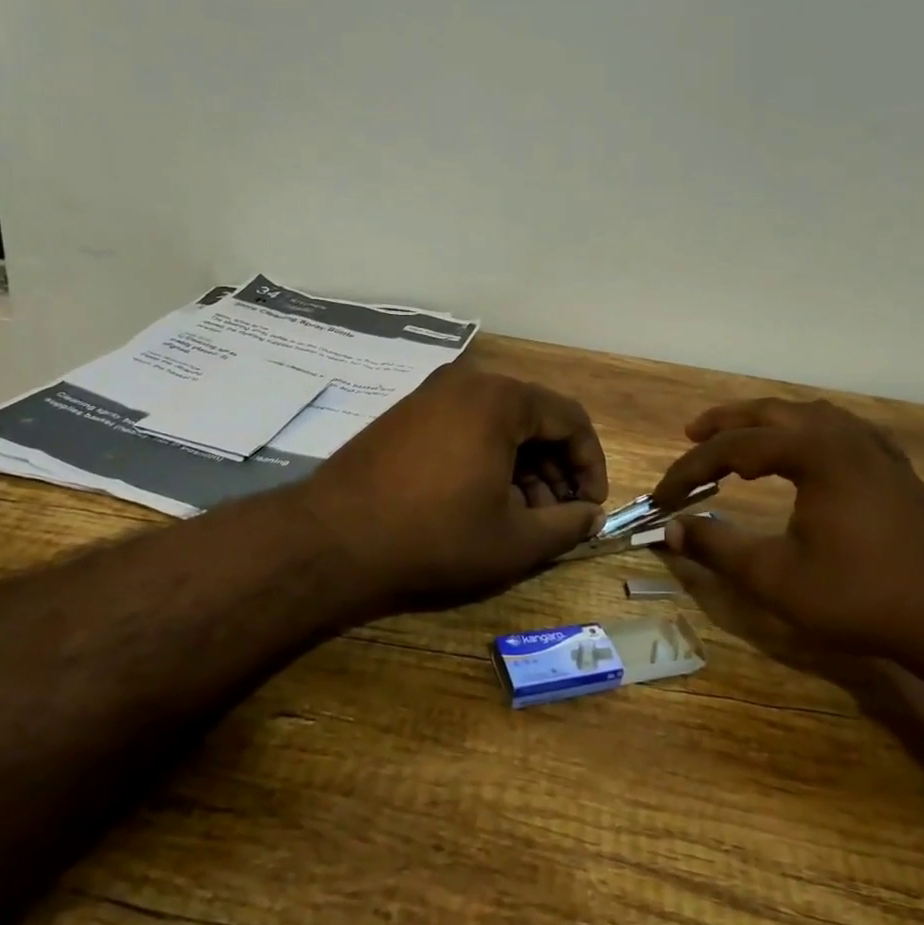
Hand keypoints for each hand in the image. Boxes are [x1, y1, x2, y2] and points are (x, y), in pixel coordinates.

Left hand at [295, 367, 607, 612]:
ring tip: (521, 517)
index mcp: (500, 400)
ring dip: (523, 468)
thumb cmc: (435, 537)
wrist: (332, 540)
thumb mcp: (514, 540)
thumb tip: (590, 517)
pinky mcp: (406, 416)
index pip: (570, 419)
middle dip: (555, 469)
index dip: (590, 464)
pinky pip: (465, 428)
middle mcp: (467, 384)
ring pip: (499, 425)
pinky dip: (487, 460)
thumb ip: (567, 525)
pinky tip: (482, 502)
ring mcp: (431, 396)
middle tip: (557, 516)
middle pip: (534, 419)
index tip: (591, 507)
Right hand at [650, 399, 923, 686]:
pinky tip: (807, 448)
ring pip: (809, 415)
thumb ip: (718, 547)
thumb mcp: (776, 578)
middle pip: (771, 413)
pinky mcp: (896, 468)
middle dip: (726, 422)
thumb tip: (671, 530)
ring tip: (741, 435)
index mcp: (813, 451)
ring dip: (768, 422)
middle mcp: (843, 435)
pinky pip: (840, 430)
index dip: (690, 469)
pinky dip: (807, 431)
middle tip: (691, 434)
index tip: (662, 496)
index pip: (733, 448)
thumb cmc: (862, 595)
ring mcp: (876, 449)